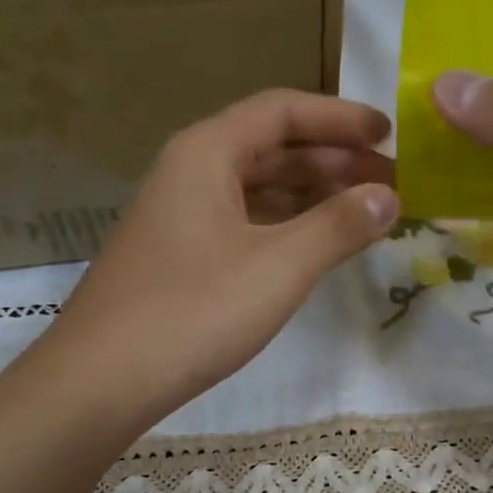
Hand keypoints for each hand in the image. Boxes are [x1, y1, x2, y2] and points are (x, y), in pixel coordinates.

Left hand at [41, 90, 398, 422]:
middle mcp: (190, 172)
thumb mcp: (278, 267)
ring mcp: (181, 216)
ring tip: (364, 214)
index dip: (340, 118)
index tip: (390, 135)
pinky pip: (244, 223)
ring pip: (258, 189)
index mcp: (207, 152)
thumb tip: (388, 196)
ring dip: (312, 196)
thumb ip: (338, 227)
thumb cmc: (193, 312)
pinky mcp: (180, 257)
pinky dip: (285, 227)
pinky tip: (315, 247)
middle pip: (271, 148)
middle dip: (333, 161)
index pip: (282, 112)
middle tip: (390, 182)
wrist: (101, 380)